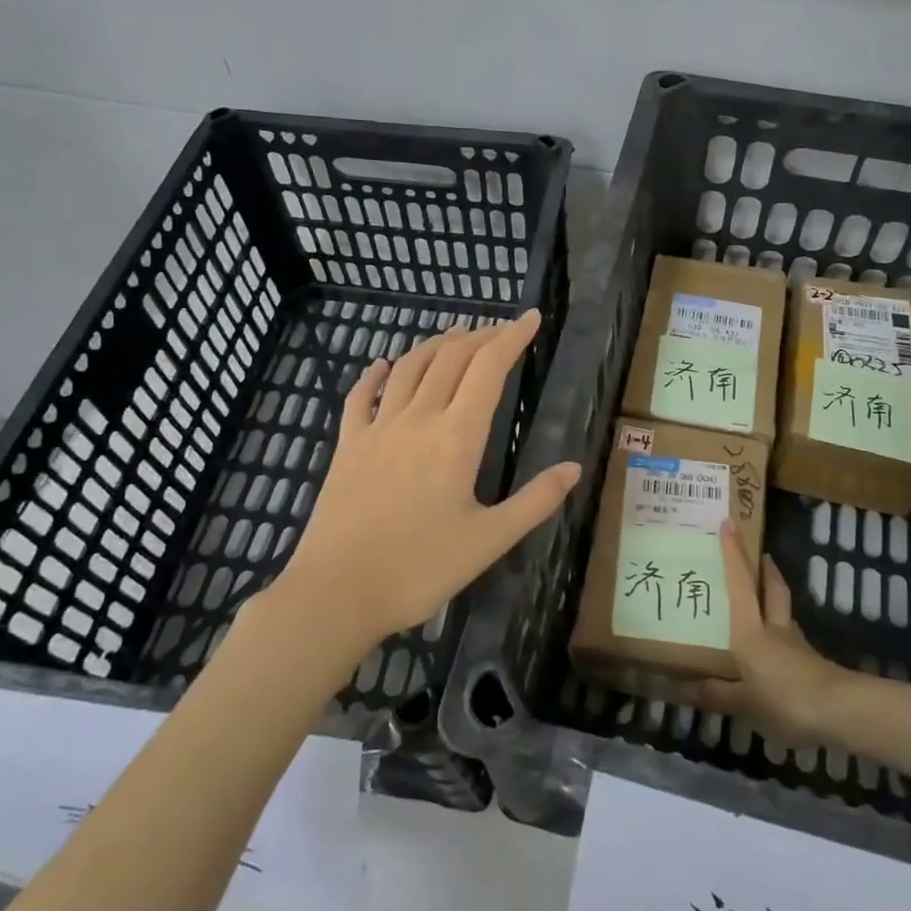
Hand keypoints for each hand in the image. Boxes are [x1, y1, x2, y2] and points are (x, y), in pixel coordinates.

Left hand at [267, 309, 579, 658]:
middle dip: (480, 336)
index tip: (532, 318)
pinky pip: (361, 397)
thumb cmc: (419, 569)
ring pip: (410, 368)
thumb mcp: (489, 541)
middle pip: (451, 358)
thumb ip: (535, 501)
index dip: (512, 337)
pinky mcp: (347, 445)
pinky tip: (383, 364)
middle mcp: (417, 418)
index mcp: (456, 437)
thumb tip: (573, 467)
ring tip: (456, 336)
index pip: (489, 369)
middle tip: (501, 329)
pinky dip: (376, 374)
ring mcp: (377, 428)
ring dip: (436, 345)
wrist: (337, 592)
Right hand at [683, 522, 849, 744]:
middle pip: (771, 587)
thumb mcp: (744, 703)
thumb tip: (684, 688)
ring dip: (774, 594)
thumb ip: (717, 695)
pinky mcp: (810, 661)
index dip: (733, 554)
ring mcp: (795, 644)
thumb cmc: (785, 699)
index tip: (729, 524)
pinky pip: (789, 636)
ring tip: (762, 595)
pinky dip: (780, 630)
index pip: (740, 584)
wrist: (841, 713)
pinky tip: (774, 646)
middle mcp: (772, 628)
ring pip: (783, 609)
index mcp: (750, 632)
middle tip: (757, 552)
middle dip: (763, 567)